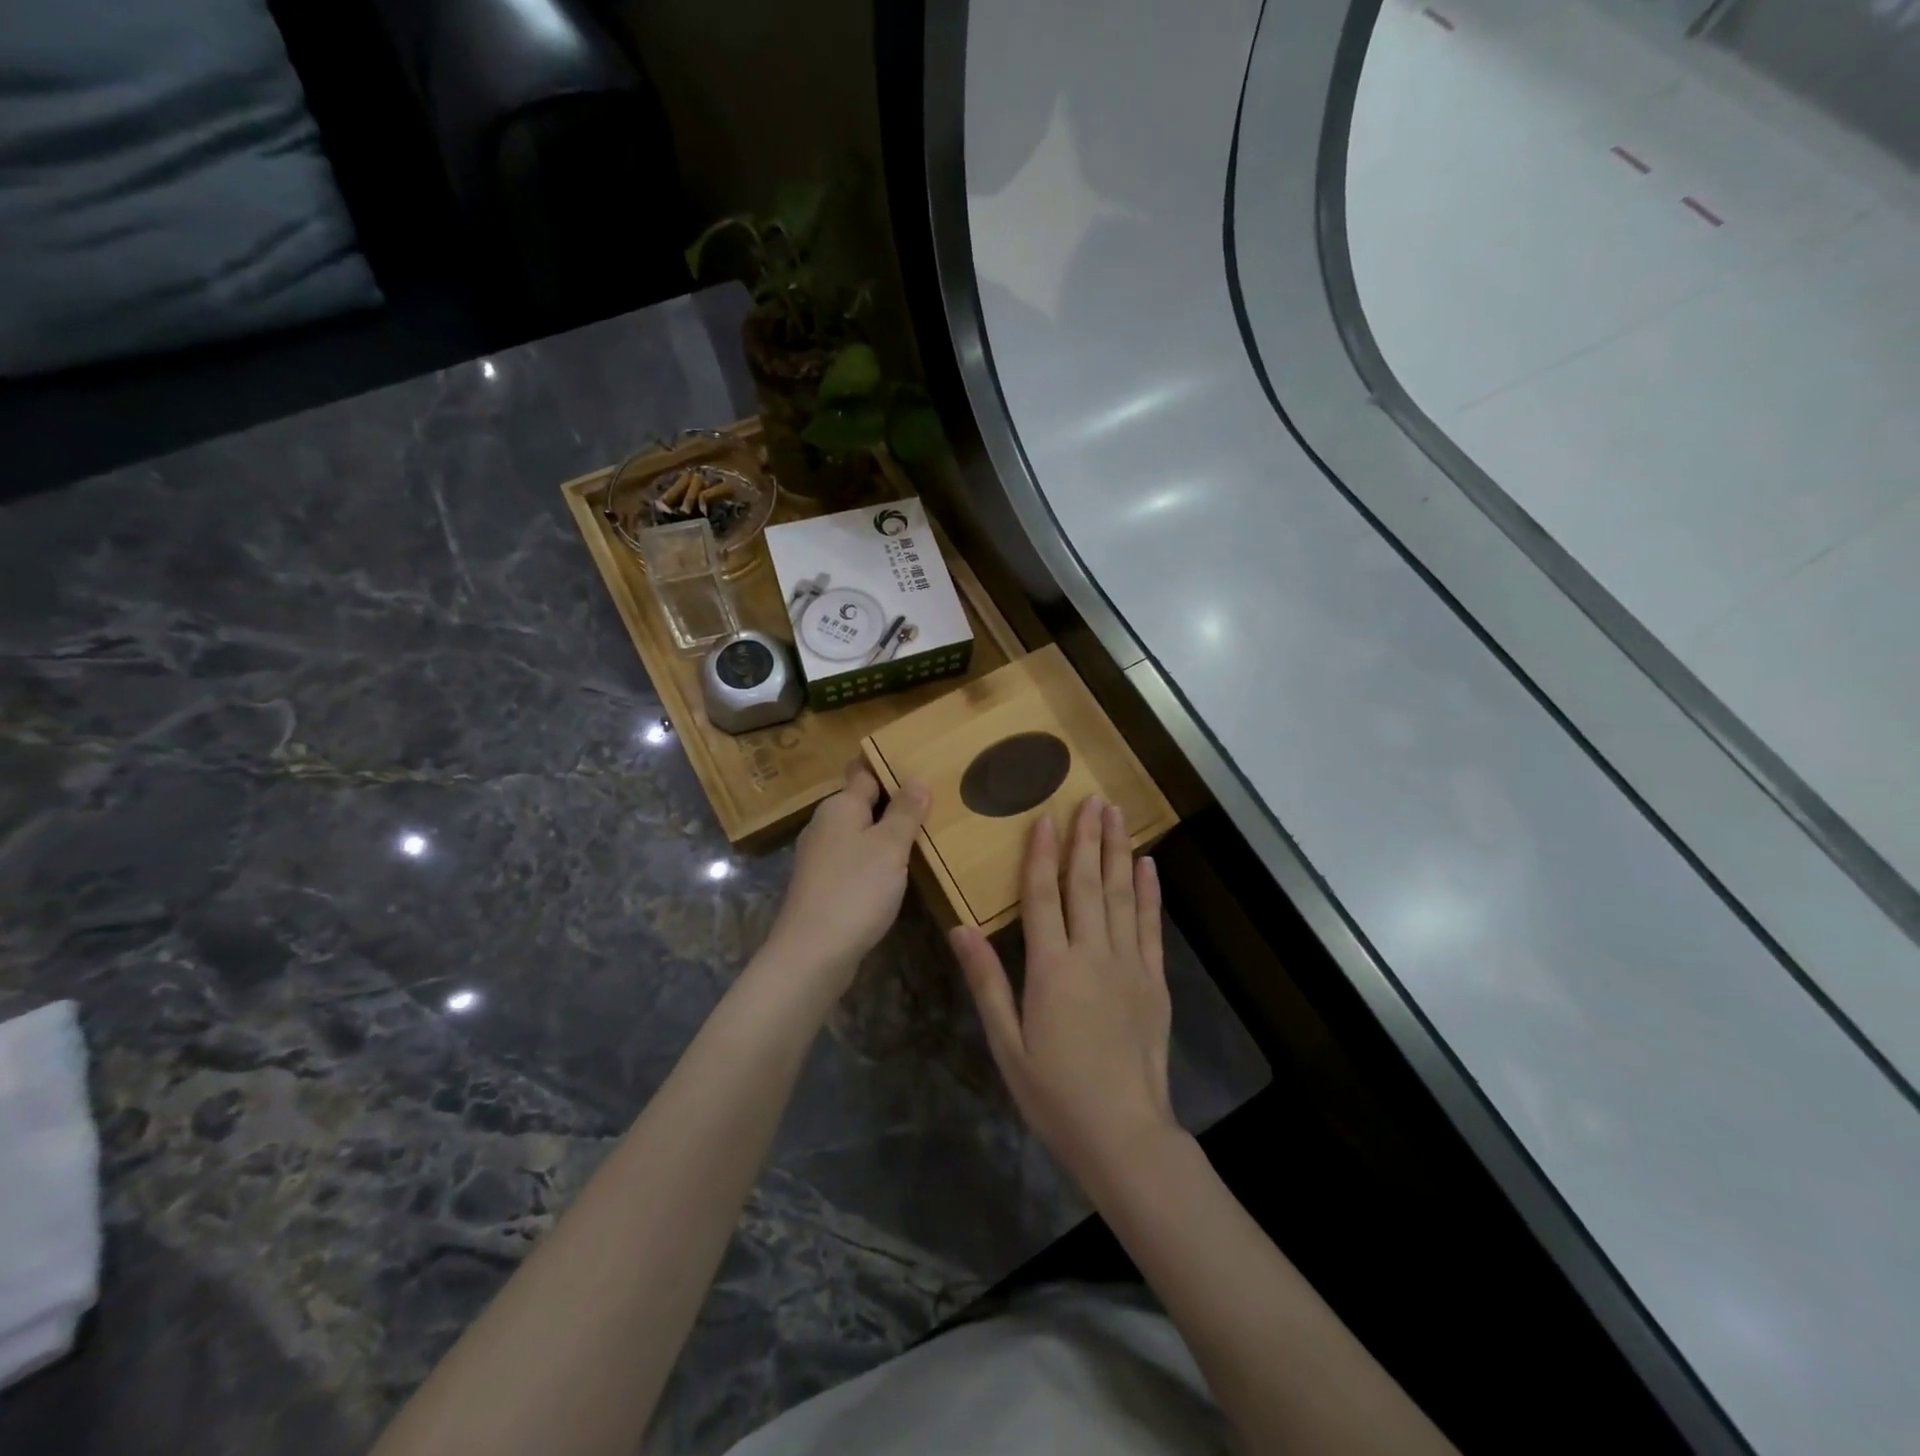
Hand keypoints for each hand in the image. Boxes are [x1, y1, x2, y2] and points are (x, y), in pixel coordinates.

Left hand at [762, 761, 928, 1000]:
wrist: (813, 953)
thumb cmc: (855, 890)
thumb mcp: (889, 846)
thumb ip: (904, 812)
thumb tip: (916, 779)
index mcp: (839, 806)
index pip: (864, 772)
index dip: (888, 767)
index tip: (918, 764)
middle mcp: (824, 825)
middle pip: (861, 803)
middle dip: (891, 802)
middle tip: (932, 802)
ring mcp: (820, 857)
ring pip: (858, 834)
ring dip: (884, 833)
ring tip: (921, 835)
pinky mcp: (822, 885)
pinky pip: (854, 860)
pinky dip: (874, 860)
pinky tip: (895, 871)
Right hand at [950, 795, 1177, 1193]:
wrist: (1124, 1133)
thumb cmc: (1055, 1093)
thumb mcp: (1006, 1043)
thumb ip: (986, 982)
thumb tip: (961, 928)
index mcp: (1051, 968)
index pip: (1044, 895)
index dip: (1042, 853)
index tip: (1046, 816)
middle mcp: (1092, 954)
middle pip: (1087, 883)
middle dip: (1087, 838)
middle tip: (1092, 798)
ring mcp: (1128, 964)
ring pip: (1121, 895)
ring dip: (1118, 852)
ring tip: (1117, 815)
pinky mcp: (1153, 980)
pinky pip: (1150, 925)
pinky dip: (1149, 892)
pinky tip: (1147, 866)